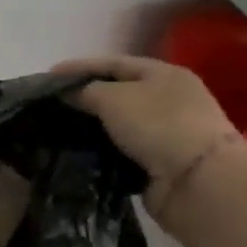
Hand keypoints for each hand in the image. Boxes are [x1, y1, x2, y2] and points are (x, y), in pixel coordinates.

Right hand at [56, 56, 246, 224]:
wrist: (199, 183)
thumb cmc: (158, 125)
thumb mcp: (113, 98)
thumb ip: (84, 90)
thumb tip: (67, 93)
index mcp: (164, 74)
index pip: (113, 63)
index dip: (79, 67)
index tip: (47, 76)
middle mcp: (170, 99)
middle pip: (118, 92)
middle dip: (85, 97)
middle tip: (52, 103)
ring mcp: (169, 132)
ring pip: (119, 123)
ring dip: (93, 126)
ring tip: (59, 128)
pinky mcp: (162, 163)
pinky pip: (124, 149)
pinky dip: (103, 149)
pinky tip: (80, 150)